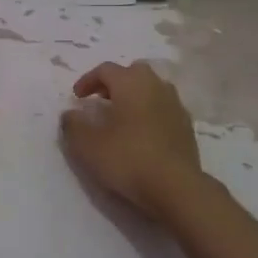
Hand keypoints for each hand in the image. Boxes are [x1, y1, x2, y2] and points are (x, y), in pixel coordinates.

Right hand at [59, 61, 203, 215]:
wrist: (176, 187)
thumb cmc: (128, 159)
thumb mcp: (88, 145)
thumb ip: (73, 125)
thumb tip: (70, 114)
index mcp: (131, 83)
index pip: (106, 69)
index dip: (87, 80)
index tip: (77, 98)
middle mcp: (156, 86)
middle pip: (133, 72)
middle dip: (115, 82)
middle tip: (100, 100)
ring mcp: (175, 105)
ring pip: (152, 89)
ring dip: (134, 96)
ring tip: (121, 117)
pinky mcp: (186, 126)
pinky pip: (163, 108)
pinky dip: (149, 112)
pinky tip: (141, 134)